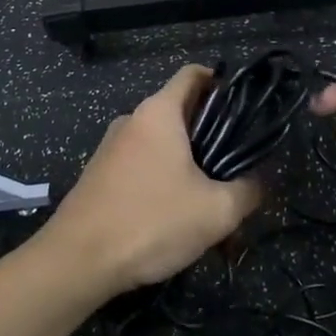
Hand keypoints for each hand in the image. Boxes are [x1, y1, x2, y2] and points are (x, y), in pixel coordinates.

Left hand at [55, 65, 263, 291]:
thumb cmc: (151, 222)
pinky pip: (142, 168)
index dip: (222, 82)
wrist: (77, 261)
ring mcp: (111, 148)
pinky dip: (164, 183)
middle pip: (180, 113)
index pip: (193, 75)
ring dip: (188, 167)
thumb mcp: (216, 211)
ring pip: (162, 146)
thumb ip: (247, 191)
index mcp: (158, 113)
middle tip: (237, 168)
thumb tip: (257, 183)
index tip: (245, 107)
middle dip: (211, 137)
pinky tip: (176, 219)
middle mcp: (132, 120)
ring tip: (210, 203)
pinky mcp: (100, 175)